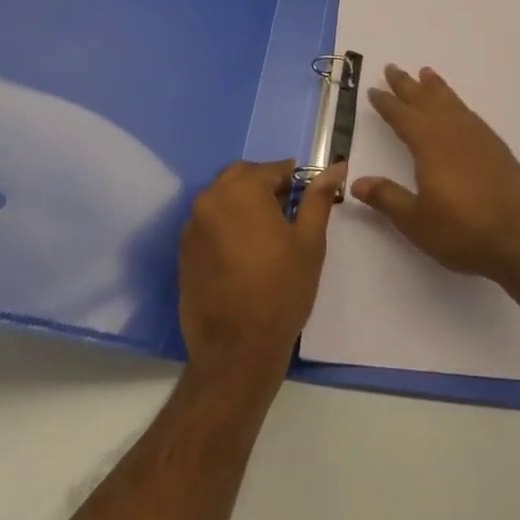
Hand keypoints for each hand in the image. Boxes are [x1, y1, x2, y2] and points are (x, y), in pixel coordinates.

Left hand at [178, 158, 343, 385]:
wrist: (236, 352)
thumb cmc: (281, 291)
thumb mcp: (309, 241)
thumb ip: (318, 198)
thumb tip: (336, 167)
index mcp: (241, 190)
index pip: (272, 168)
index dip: (294, 180)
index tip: (307, 198)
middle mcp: (210, 199)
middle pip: (242, 176)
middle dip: (265, 185)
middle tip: (288, 213)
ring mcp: (192, 226)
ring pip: (223, 197)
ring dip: (244, 203)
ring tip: (267, 234)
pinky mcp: (184, 251)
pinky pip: (209, 222)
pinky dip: (227, 224)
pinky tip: (244, 252)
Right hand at [352, 65, 519, 283]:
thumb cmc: (463, 232)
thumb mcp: (416, 221)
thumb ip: (387, 198)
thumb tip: (356, 181)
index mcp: (430, 145)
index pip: (402, 117)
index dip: (387, 103)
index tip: (374, 90)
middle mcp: (453, 132)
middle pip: (426, 101)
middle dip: (408, 85)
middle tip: (393, 68)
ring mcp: (478, 137)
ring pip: (451, 102)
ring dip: (436, 87)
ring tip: (426, 73)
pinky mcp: (496, 147)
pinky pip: (469, 113)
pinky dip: (457, 102)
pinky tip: (457, 107)